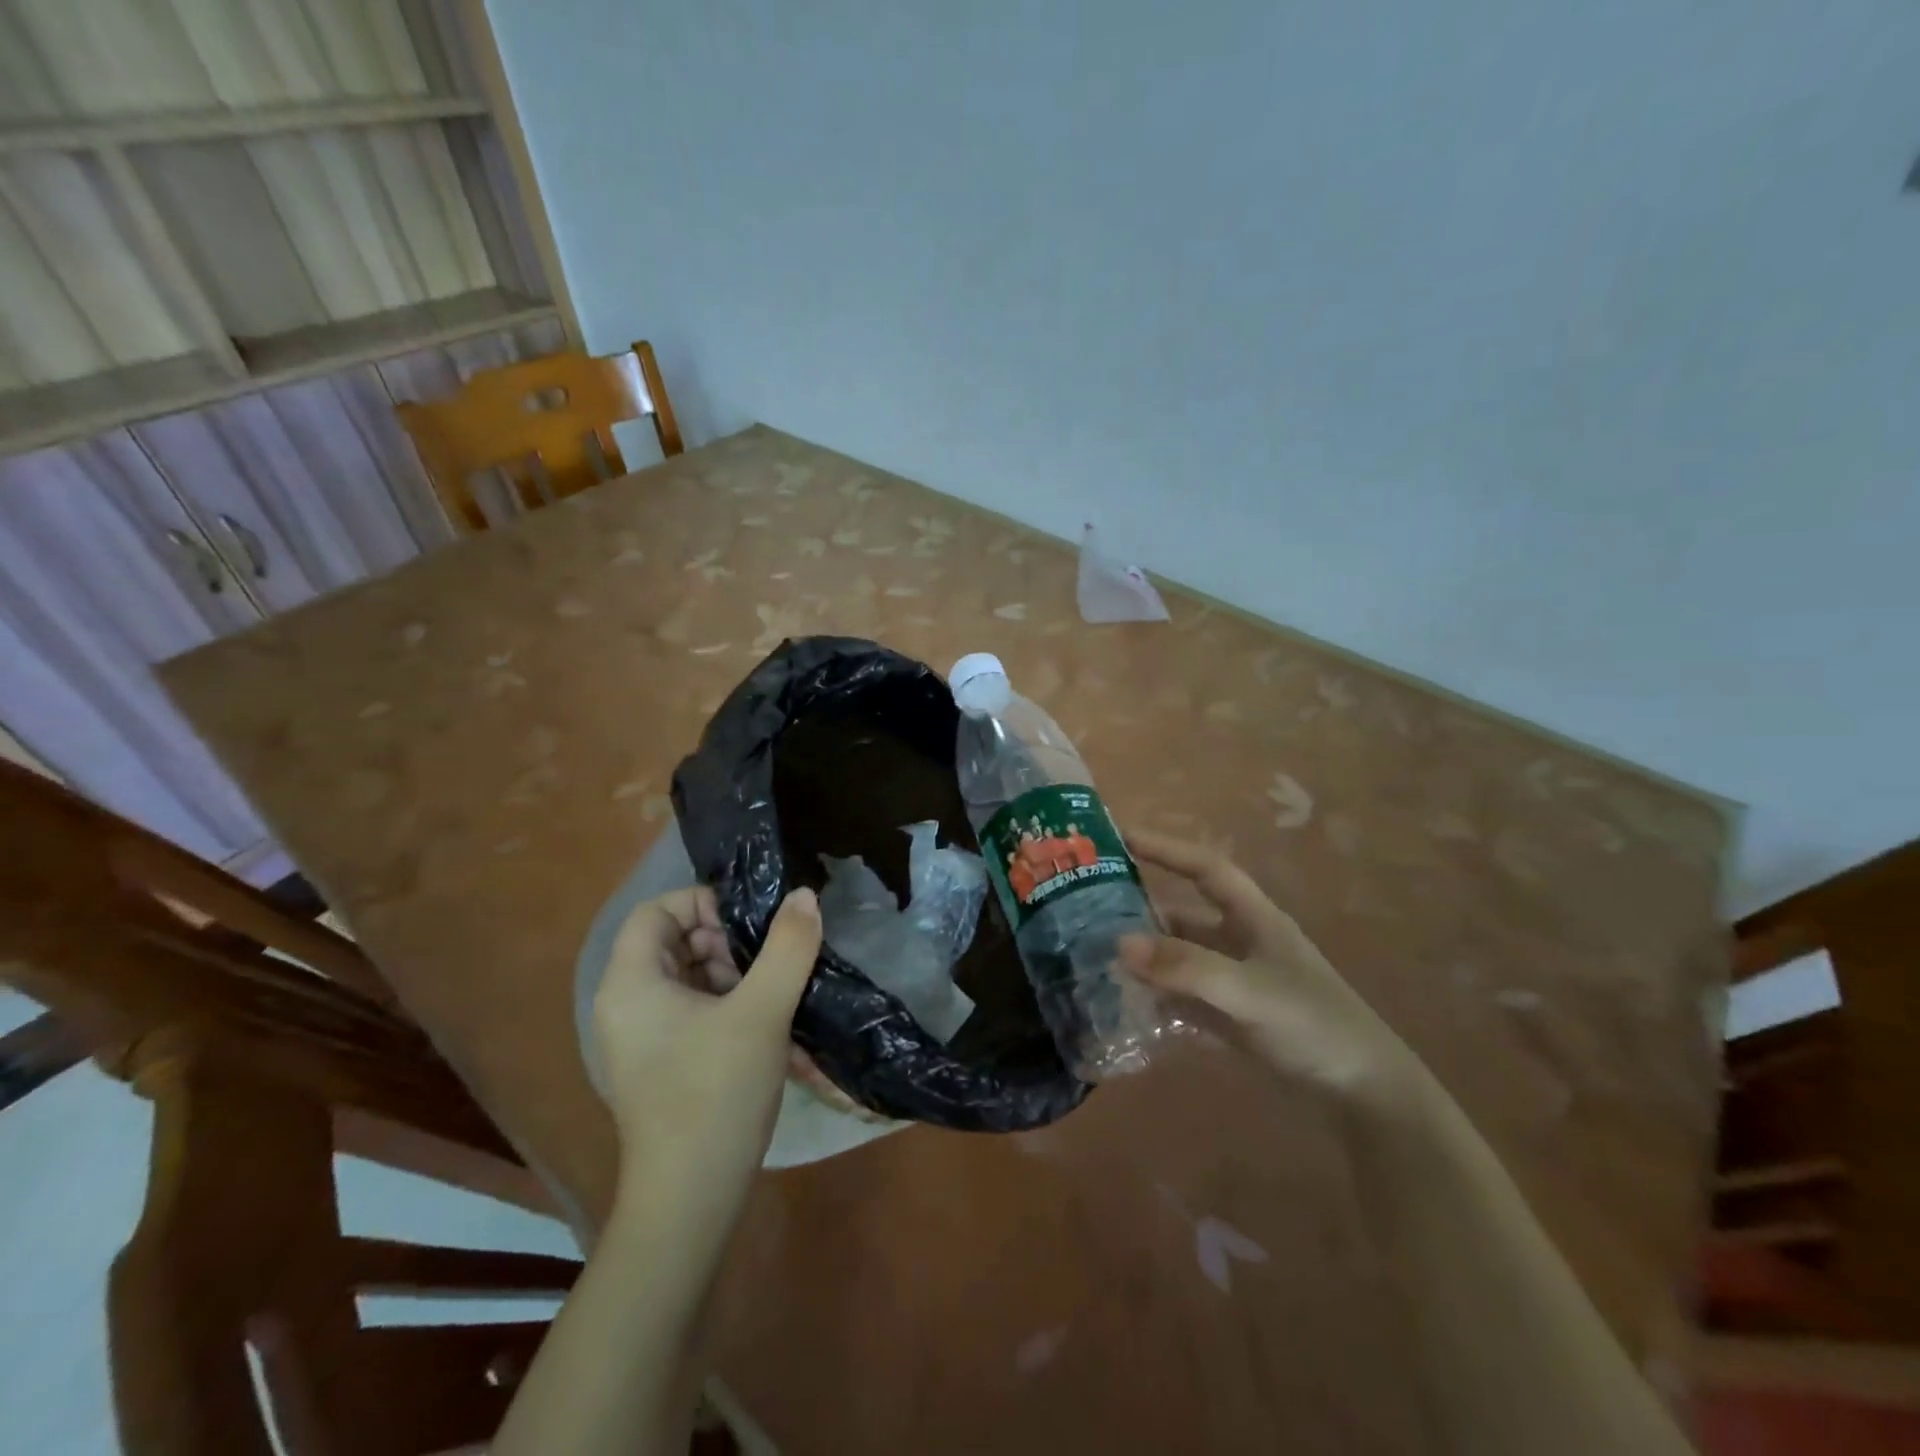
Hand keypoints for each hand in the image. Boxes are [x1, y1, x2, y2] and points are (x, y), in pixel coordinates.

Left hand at [593, 885, 821, 1203]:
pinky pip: (692, 1011)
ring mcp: (641, 1038)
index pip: (656, 911)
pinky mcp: (660, 1063)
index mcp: (631, 983)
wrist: (691, 1198)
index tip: (749, 923)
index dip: (703, 902)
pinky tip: (766, 1025)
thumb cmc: (716, 1093)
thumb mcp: (762, 1012)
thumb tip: (804, 895)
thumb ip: (787, 946)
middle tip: (765, 962)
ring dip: (733, 974)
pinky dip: (728, 1006)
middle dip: (724, 941)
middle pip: (673, 942)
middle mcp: (626, 1004)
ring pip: (688, 977)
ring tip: (771, 995)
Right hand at [1120, 831, 1423, 1104]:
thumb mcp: (1248, 990)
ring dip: (1148, 958)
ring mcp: (1239, 983)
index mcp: (1255, 919)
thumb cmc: (1313, 1026)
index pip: (1205, 869)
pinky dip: (1160, 998)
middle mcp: (1244, 943)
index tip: (1120, 837)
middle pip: (1186, 914)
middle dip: (1143, 909)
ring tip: (1099, 958)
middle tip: (1091, 909)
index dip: (1166, 848)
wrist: (1366, 1098)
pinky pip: (1186, 998)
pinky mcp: (1236, 1020)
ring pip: (1182, 958)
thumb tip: (1119, 944)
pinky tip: (1129, 1005)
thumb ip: (1185, 967)